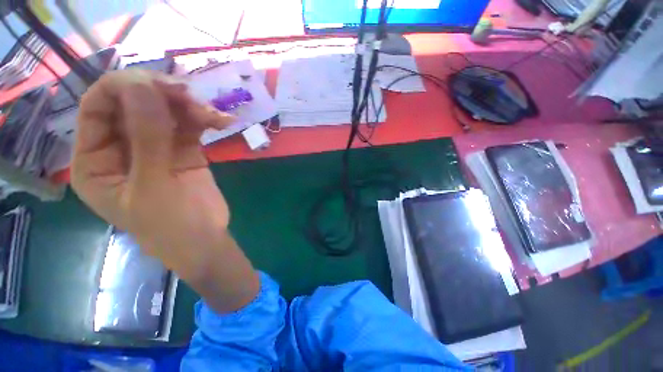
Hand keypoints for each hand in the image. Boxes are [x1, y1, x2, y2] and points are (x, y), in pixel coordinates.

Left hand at [72, 70, 258, 311]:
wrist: (207, 240)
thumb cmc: (171, 226)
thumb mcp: (153, 186)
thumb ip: (147, 138)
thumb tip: (144, 85)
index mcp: (96, 160)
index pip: (97, 107)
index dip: (122, 87)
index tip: (158, 85)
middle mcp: (121, 147)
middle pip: (133, 103)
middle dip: (161, 94)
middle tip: (191, 96)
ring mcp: (155, 147)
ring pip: (165, 110)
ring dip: (189, 106)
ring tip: (214, 115)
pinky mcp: (183, 150)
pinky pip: (190, 125)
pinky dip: (205, 119)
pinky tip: (223, 122)